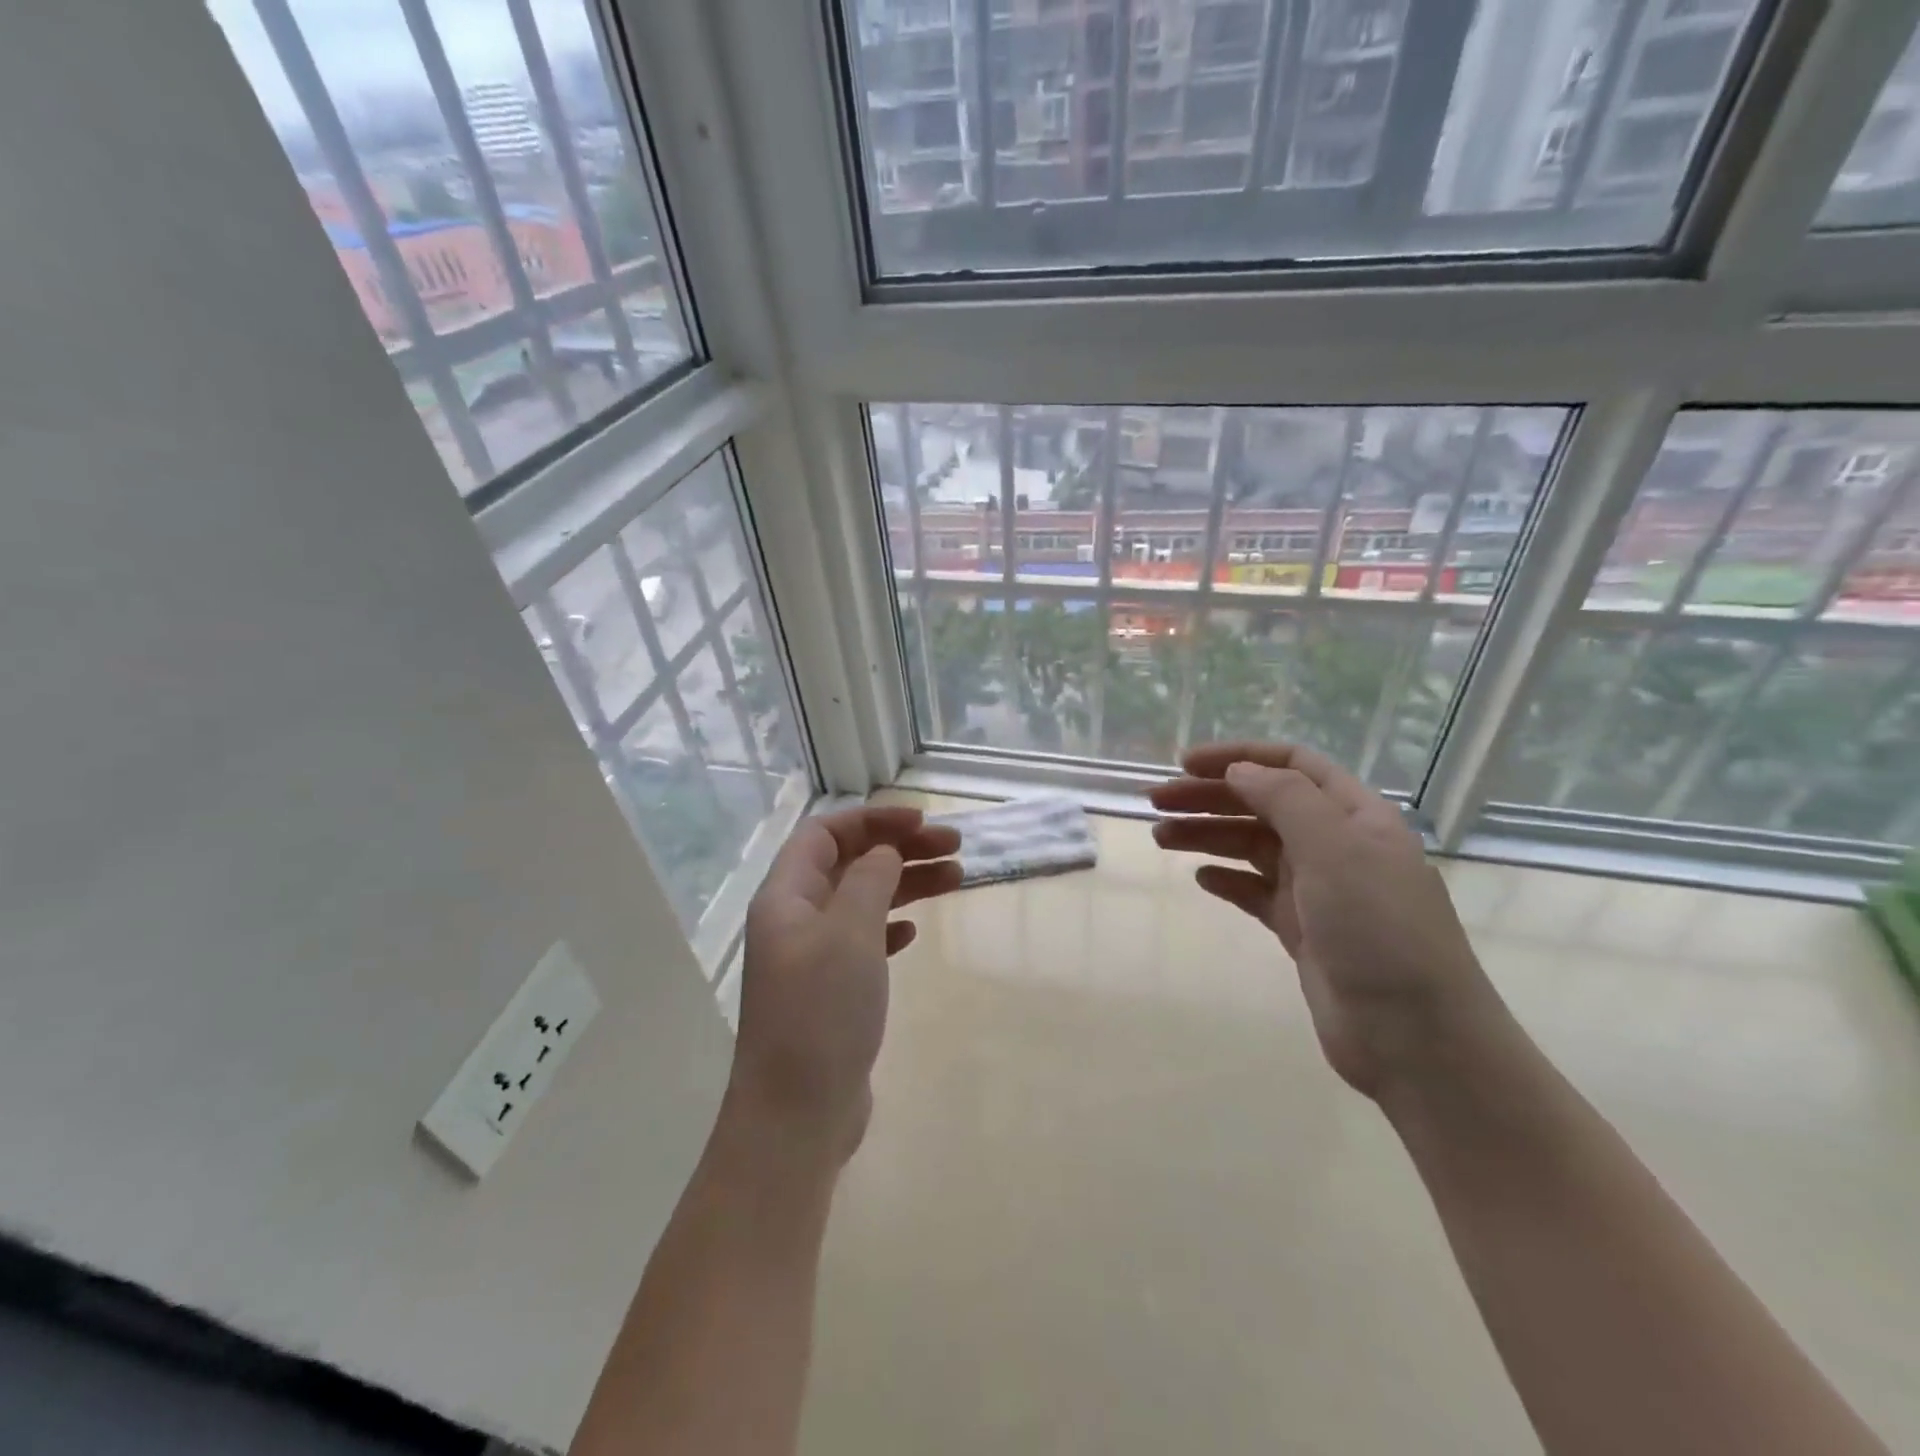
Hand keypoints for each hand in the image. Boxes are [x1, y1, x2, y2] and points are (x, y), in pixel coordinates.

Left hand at [731, 806, 961, 1160]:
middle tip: (955, 848)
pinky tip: (914, 931)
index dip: (873, 820)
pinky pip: (863, 940)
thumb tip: (885, 851)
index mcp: (786, 896)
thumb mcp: (849, 933)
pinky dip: (891, 926)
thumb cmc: (821, 1013)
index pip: (825, 833)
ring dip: (905, 884)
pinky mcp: (830, 991)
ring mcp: (811, 957)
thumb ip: (869, 880)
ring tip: (956, 878)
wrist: (796, 1115)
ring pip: (862, 901)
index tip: (921, 822)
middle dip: (900, 849)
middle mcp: (794, 919)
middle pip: (849, 864)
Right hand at [1151, 742, 1500, 1098]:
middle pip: (1264, 804)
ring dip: (1208, 835)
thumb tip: (1239, 770)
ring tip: (1161, 837)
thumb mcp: (1334, 848)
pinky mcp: (1302, 930)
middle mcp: (1337, 845)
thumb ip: (1285, 798)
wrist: (1415, 1038)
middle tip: (1156, 802)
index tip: (1185, 764)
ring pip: (1253, 847)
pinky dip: (1227, 879)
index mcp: (1355, 815)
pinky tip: (1201, 878)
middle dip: (1210, 797)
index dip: (1238, 756)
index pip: (1292, 765)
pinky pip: (1255, 891)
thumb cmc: (1378, 929)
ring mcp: (1319, 890)